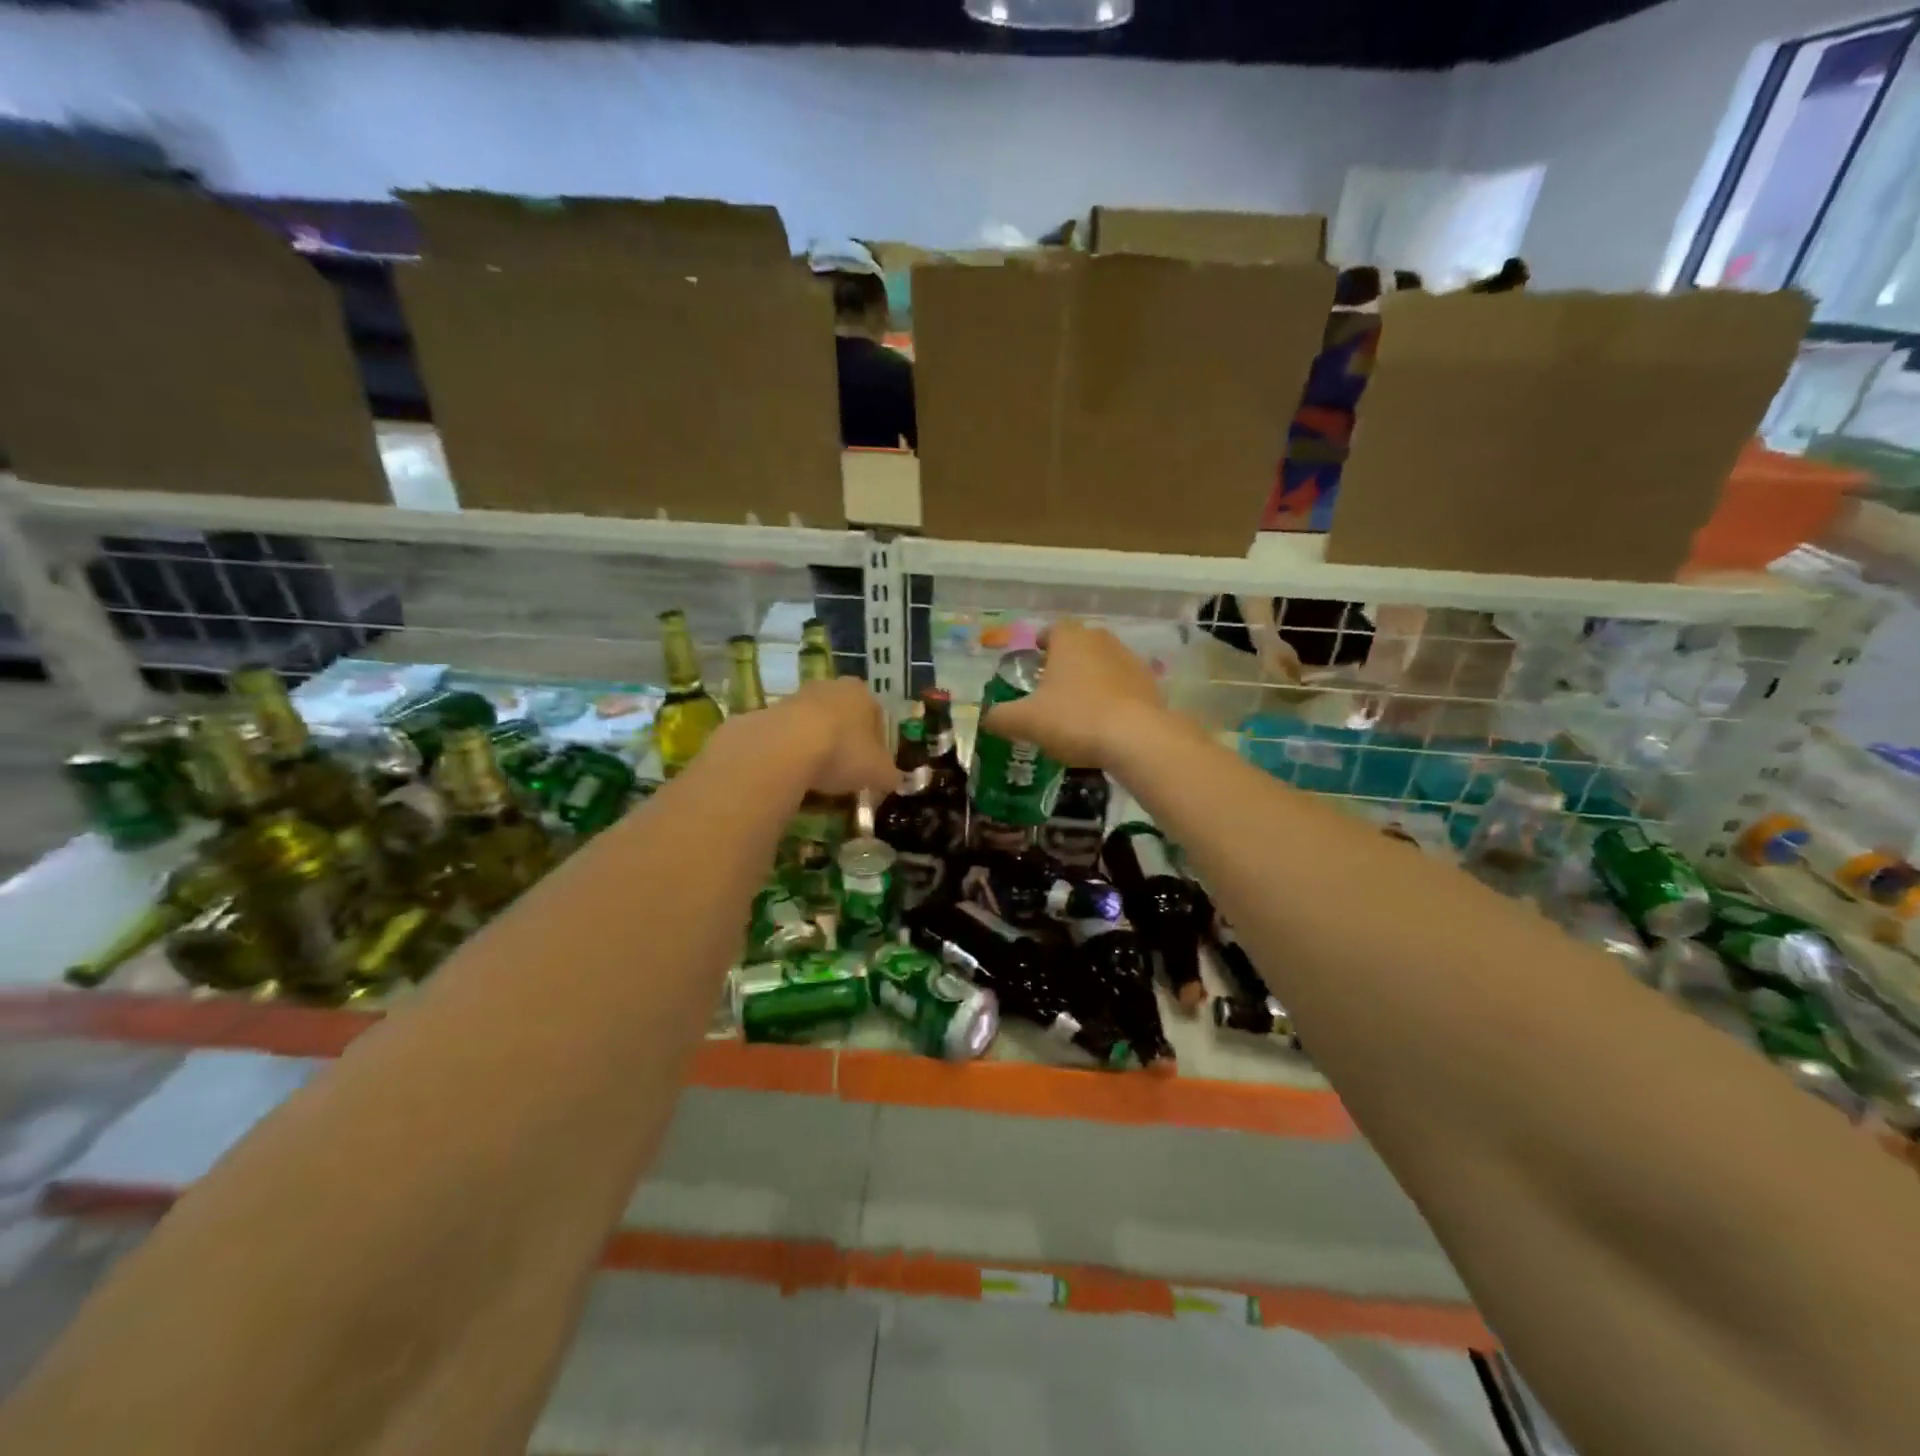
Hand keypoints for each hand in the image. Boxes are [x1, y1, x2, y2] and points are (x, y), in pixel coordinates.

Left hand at [772, 677, 899, 799]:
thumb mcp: (878, 772)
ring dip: (820, 744)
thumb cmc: (844, 751)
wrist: (787, 746)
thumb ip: (890, 775)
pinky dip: (796, 749)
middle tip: (846, 769)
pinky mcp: (772, 711)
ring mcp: (799, 695)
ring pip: (817, 723)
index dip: (877, 743)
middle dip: (847, 740)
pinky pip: (791, 733)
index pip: (877, 716)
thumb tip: (894, 780)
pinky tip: (796, 770)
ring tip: (819, 774)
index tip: (872, 766)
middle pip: (845, 716)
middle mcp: (832, 686)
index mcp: (863, 693)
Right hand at [980, 620, 1172, 769]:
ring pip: (1104, 665)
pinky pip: (1124, 687)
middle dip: (1066, 662)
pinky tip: (1103, 723)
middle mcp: (1102, 641)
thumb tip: (987, 718)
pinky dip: (1112, 698)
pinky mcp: (1151, 686)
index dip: (1042, 643)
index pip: (1053, 630)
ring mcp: (1131, 661)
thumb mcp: (1026, 721)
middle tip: (1052, 687)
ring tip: (1078, 708)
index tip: (1035, 660)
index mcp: (1070, 640)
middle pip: (1080, 645)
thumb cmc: (1075, 718)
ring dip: (1091, 680)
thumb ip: (1002, 717)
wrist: (1137, 739)